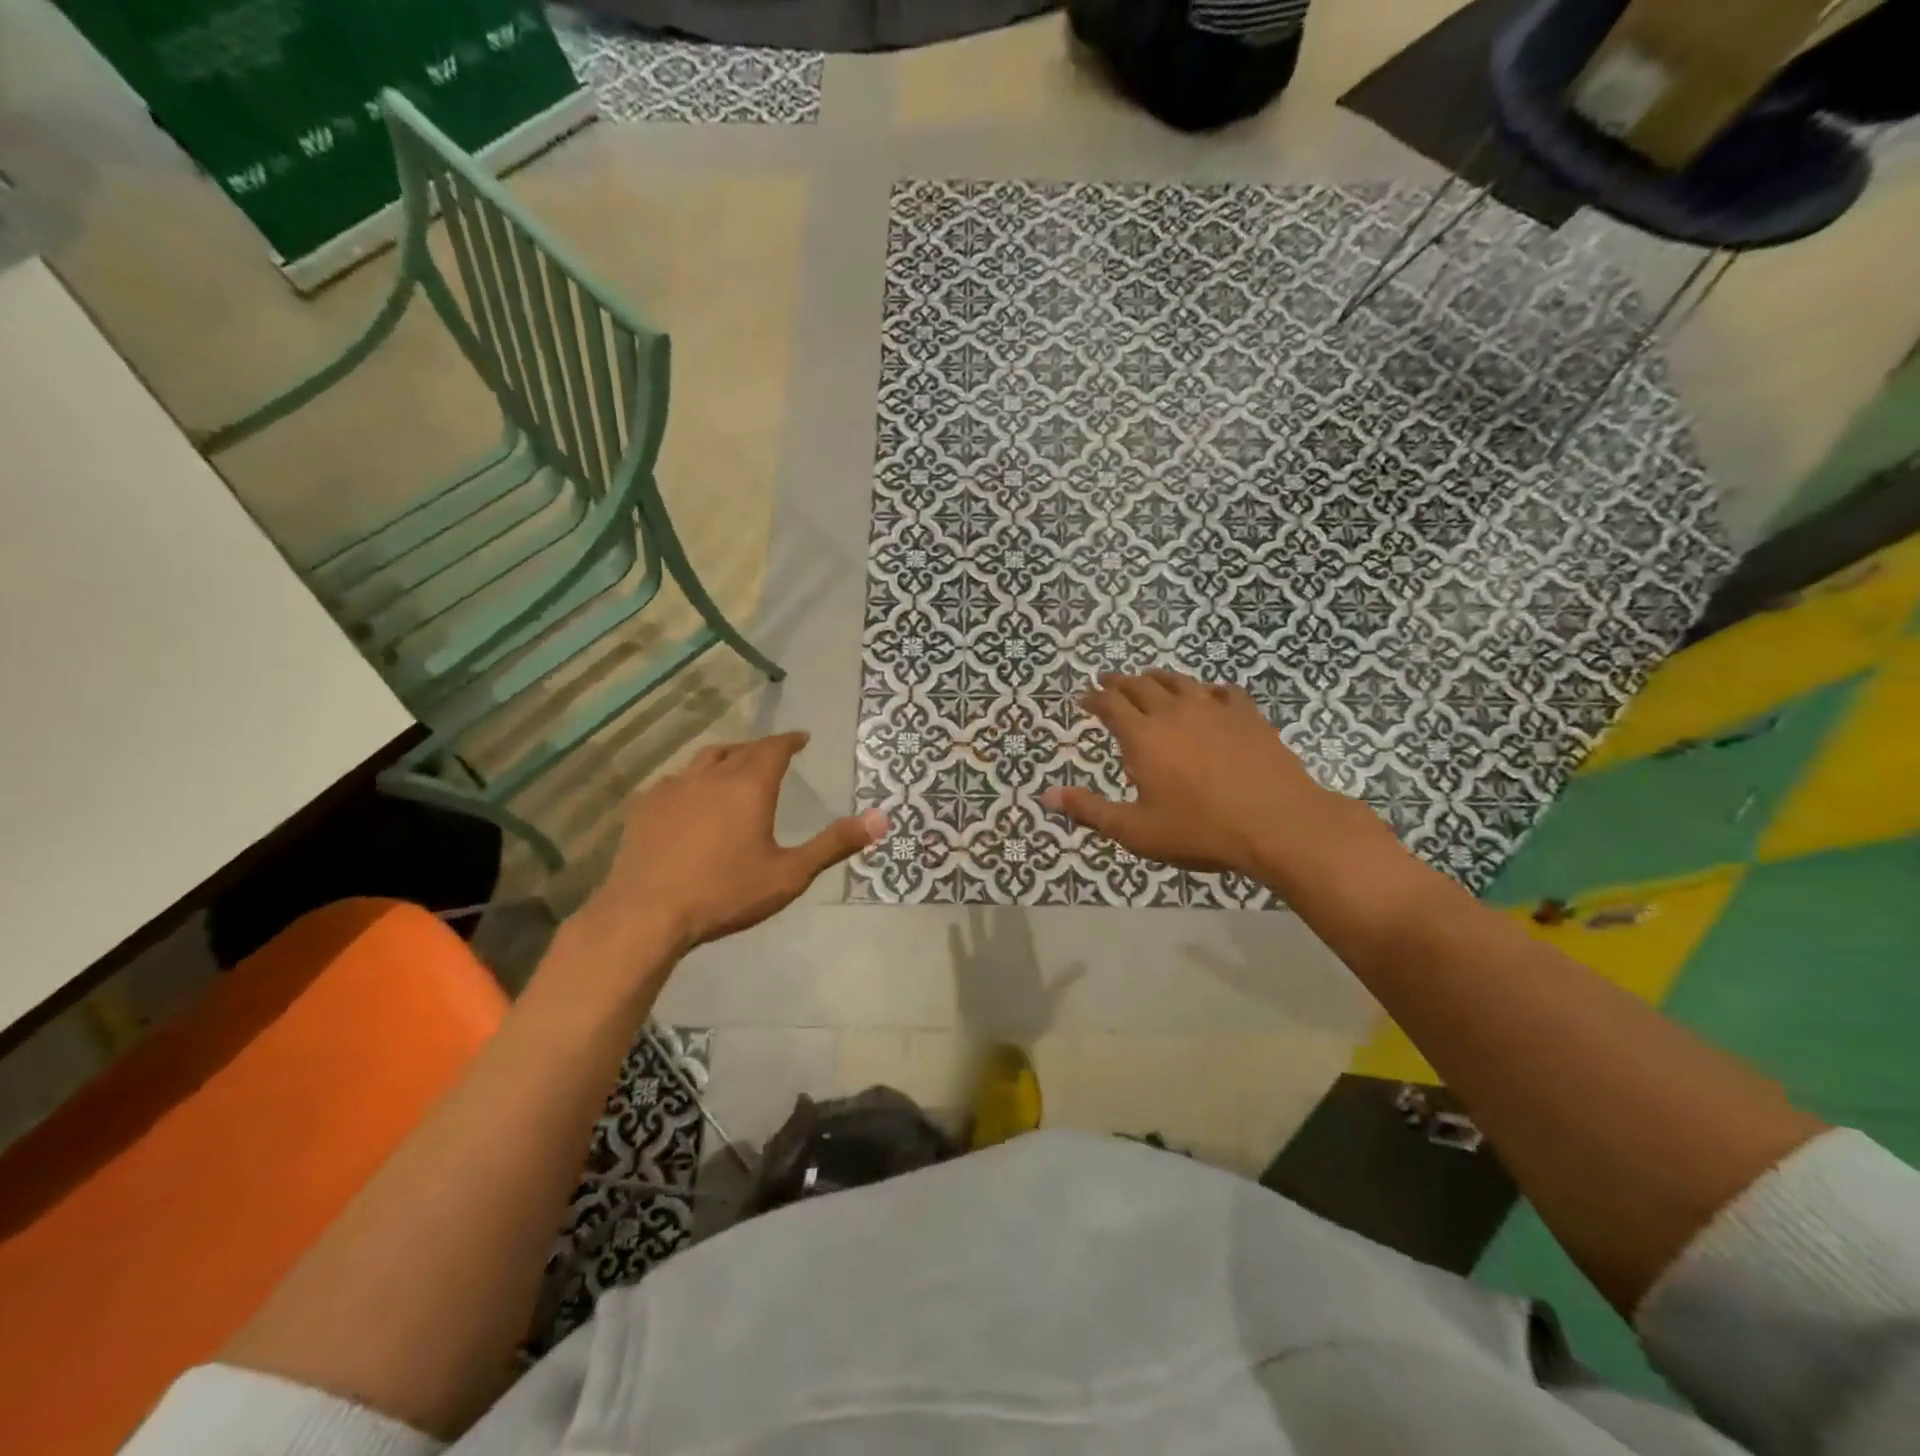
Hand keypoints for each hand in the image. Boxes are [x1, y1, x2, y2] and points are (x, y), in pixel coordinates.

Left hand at [580, 732, 887, 960]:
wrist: (647, 913)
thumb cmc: (725, 893)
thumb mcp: (789, 874)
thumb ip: (833, 844)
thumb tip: (880, 819)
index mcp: (749, 786)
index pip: (774, 748)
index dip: (790, 740)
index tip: (801, 737)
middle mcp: (711, 776)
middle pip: (740, 749)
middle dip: (760, 748)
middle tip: (773, 753)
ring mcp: (673, 788)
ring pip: (704, 759)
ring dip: (726, 758)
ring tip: (734, 766)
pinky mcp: (645, 806)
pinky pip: (675, 780)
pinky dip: (693, 781)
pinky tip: (690, 798)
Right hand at [1041, 670, 1382, 883]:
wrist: (1276, 823)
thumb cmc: (1199, 829)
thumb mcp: (1135, 830)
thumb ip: (1090, 810)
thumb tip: (1047, 796)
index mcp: (1143, 736)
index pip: (1110, 704)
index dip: (1094, 698)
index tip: (1084, 699)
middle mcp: (1174, 712)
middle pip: (1141, 684)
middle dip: (1120, 682)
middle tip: (1108, 681)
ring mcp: (1213, 709)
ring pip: (1178, 681)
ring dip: (1158, 678)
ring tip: (1149, 679)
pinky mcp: (1246, 715)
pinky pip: (1222, 691)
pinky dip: (1207, 691)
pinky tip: (1209, 697)